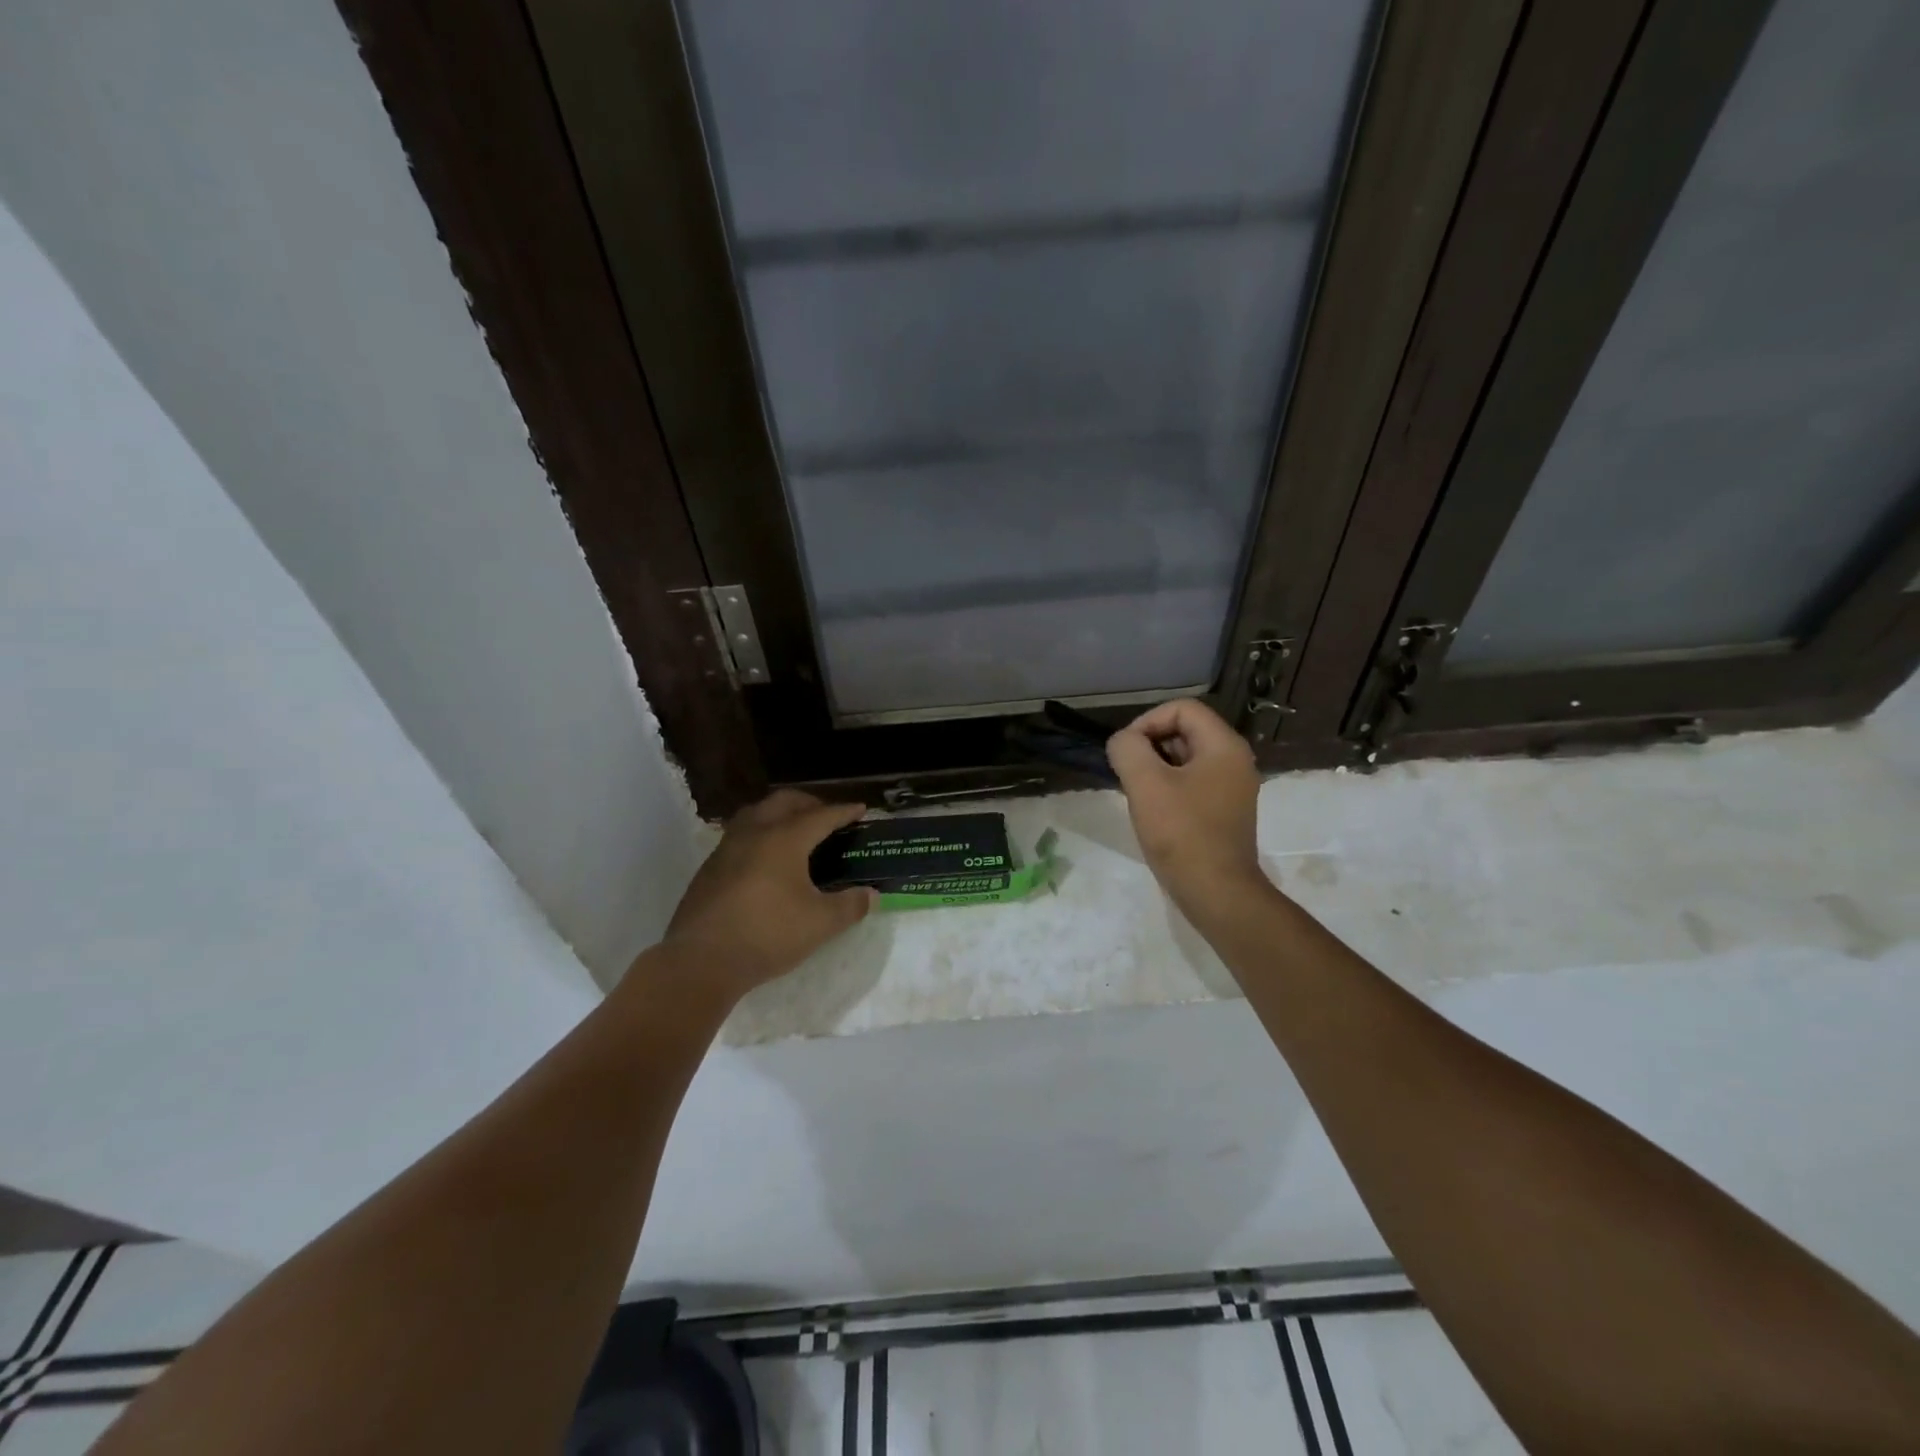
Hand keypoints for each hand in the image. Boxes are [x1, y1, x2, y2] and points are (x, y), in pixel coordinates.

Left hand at [658, 790, 876, 997]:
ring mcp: (726, 848)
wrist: (701, 961)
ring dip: (779, 813)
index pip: (821, 816)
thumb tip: (870, 895)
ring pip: (756, 813)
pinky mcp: (709, 868)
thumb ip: (849, 906)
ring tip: (794, 830)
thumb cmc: (767, 935)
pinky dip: (759, 833)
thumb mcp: (820, 924)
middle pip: (784, 802)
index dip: (843, 812)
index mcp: (784, 839)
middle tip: (827, 817)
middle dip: (810, 803)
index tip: (860, 809)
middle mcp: (754, 833)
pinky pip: (739, 835)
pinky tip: (765, 859)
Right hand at [1106, 699, 1266, 921]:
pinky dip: (1168, 788)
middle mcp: (1234, 761)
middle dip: (1149, 746)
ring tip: (1137, 794)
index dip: (1147, 721)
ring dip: (1155, 768)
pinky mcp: (1224, 812)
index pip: (1181, 709)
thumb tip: (1122, 743)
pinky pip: (1191, 784)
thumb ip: (1127, 749)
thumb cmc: (1182, 834)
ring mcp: (1232, 788)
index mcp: (1224, 746)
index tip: (1126, 751)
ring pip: (1185, 759)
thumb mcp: (1145, 784)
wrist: (1217, 893)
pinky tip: (1152, 812)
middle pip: (1184, 731)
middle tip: (1127, 774)